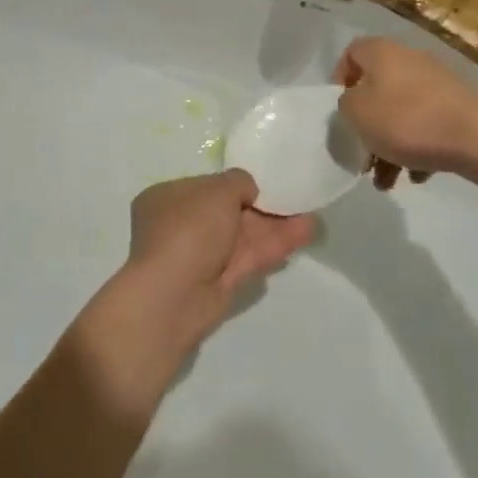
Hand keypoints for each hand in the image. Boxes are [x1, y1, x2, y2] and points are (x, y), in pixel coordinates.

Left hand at [91, 170, 314, 361]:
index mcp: (167, 199)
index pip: (204, 187)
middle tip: (294, 199)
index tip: (262, 183)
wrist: (174, 294)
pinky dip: (274, 245)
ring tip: (310, 217)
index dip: (233, 185)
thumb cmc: (188, 229)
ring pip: (242, 237)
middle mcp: (180, 226)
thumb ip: (238, 182)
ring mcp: (199, 256)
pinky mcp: (219, 282)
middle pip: (226, 213)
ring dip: (275, 226)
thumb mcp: (216, 191)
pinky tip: (304, 233)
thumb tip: (247, 190)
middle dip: (261, 207)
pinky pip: (248, 257)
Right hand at [334, 38, 477, 188]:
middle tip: (361, 154)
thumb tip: (355, 104)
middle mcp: (409, 59)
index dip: (339, 81)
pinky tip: (417, 176)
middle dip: (366, 126)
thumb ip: (344, 105)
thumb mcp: (356, 113)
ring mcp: (436, 83)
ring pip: (401, 113)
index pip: (351, 53)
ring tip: (386, 181)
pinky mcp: (457, 107)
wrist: (476, 136)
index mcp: (381, 52)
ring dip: (389, 146)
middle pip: (376, 90)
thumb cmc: (406, 119)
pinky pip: (427, 125)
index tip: (339, 111)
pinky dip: (417, 148)